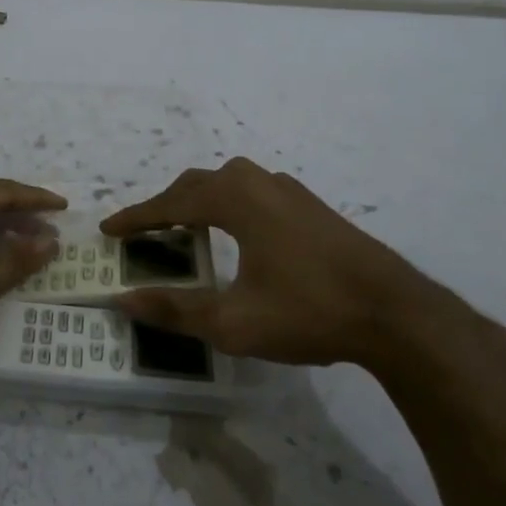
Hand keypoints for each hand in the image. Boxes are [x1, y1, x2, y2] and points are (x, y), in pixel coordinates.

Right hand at [101, 158, 497, 379]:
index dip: (136, 218)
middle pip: (198, 184)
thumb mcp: (233, 322)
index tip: (108, 230)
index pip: (171, 203)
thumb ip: (175, 310)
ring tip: (185, 230)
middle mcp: (260, 183)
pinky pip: (254, 192)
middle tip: (142, 232)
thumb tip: (123, 301)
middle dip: (165, 206)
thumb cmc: (309, 312)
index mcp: (236, 200)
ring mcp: (291, 191)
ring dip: (199, 201)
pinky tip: (237, 233)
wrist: (397, 314)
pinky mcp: (313, 207)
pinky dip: (229, 205)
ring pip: (229, 183)